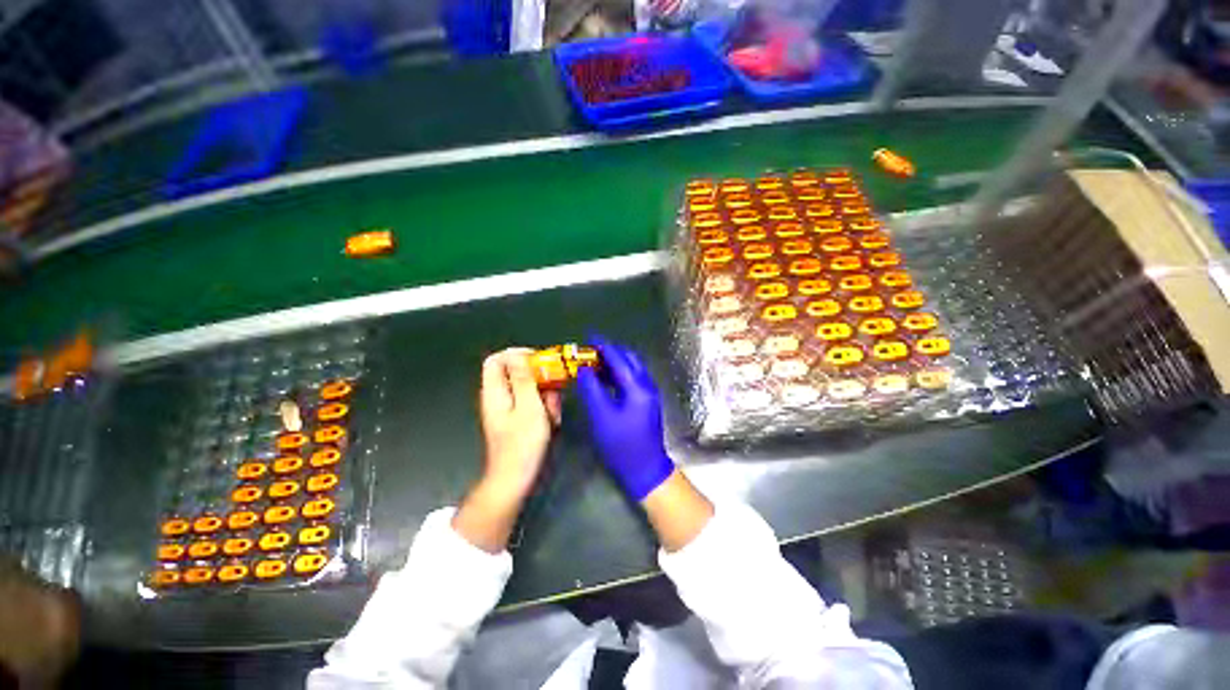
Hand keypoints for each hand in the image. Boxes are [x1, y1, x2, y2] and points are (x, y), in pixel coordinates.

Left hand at [479, 348, 561, 495]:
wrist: (516, 480)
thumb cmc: (522, 444)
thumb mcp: (528, 407)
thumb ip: (523, 379)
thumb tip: (516, 354)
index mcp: (495, 391)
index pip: (497, 359)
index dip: (517, 354)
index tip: (539, 361)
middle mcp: (500, 396)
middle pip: (518, 373)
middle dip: (540, 381)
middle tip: (552, 394)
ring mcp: (510, 409)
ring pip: (531, 389)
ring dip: (547, 397)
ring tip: (552, 415)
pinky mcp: (519, 419)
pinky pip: (534, 404)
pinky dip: (545, 409)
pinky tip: (552, 423)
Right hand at [577, 338, 674, 500]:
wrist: (646, 469)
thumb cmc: (622, 445)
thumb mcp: (602, 416)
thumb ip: (592, 389)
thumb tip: (583, 369)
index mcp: (638, 386)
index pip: (619, 358)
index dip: (603, 345)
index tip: (589, 336)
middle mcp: (647, 384)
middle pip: (629, 359)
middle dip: (610, 351)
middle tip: (590, 350)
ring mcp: (649, 393)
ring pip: (631, 368)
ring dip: (614, 361)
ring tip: (593, 362)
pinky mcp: (646, 401)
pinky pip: (632, 379)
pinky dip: (618, 373)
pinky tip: (604, 379)